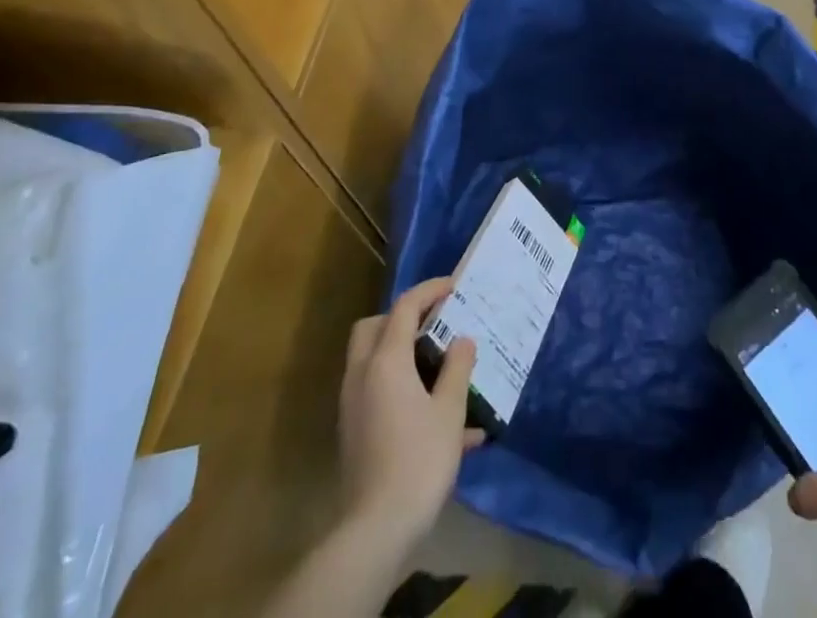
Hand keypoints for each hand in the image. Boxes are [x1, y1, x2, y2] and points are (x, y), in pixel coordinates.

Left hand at [338, 277, 484, 552]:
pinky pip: (377, 393)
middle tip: (434, 324)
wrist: (376, 530)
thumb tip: (462, 340)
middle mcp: (362, 374)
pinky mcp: (354, 431)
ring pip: (371, 359)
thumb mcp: (449, 411)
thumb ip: (457, 368)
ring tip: (440, 368)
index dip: (430, 290)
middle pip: (374, 327)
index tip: (454, 286)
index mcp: (385, 361)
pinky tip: (440, 420)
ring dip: (401, 353)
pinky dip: (401, 388)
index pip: (405, 307)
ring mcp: (354, 404)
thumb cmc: (418, 460)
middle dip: (402, 318)